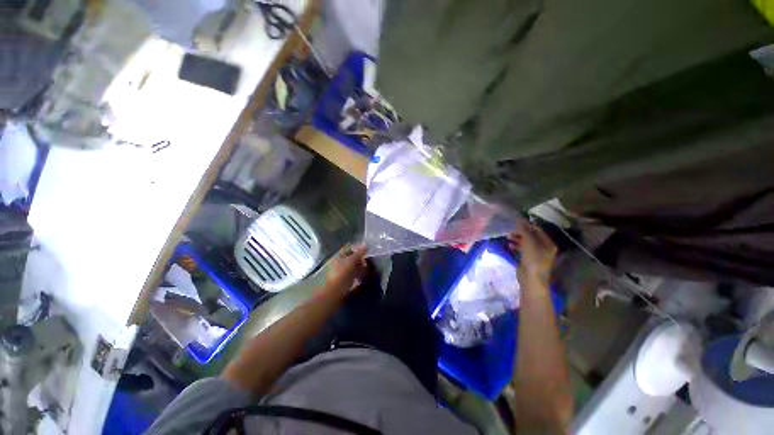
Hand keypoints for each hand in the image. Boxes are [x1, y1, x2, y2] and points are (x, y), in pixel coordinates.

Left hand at [324, 244, 367, 296]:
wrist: (335, 293)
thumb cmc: (342, 275)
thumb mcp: (352, 262)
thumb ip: (359, 253)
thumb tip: (366, 244)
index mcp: (338, 257)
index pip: (348, 249)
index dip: (357, 249)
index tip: (366, 251)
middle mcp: (339, 263)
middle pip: (351, 258)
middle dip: (360, 259)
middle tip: (367, 261)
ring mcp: (341, 272)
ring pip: (353, 266)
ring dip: (360, 267)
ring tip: (366, 269)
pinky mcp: (344, 280)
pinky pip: (353, 274)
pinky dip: (358, 274)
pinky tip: (362, 277)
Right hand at [507, 220, 556, 283]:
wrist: (531, 278)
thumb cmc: (533, 259)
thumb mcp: (529, 242)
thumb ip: (524, 230)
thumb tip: (519, 219)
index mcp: (548, 243)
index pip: (538, 230)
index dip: (527, 225)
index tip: (516, 223)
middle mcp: (544, 247)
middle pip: (531, 236)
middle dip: (520, 232)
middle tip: (510, 231)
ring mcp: (536, 254)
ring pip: (526, 242)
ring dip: (517, 239)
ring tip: (508, 237)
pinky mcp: (529, 259)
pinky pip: (522, 249)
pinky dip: (516, 246)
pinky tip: (509, 245)